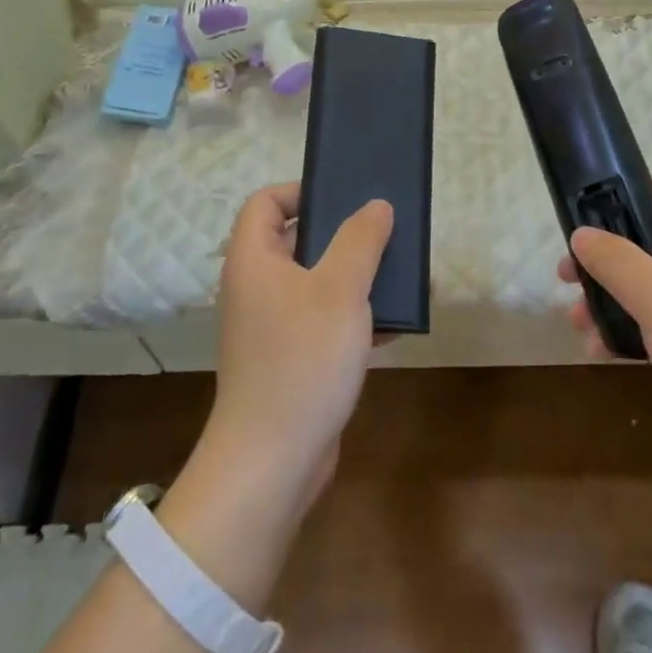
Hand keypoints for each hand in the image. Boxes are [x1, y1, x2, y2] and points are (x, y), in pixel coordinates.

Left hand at [204, 183, 393, 504]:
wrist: (273, 462)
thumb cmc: (302, 361)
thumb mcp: (340, 290)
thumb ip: (361, 240)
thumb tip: (376, 206)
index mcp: (254, 260)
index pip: (266, 201)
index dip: (301, 190)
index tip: (345, 198)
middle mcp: (256, 287)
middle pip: (296, 240)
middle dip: (342, 234)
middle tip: (383, 233)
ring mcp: (271, 326)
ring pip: (315, 282)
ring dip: (354, 277)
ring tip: (397, 275)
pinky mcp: (289, 359)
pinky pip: (322, 321)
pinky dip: (352, 317)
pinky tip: (393, 325)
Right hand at [560, 178, 651, 496]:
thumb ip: (617, 261)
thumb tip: (581, 234)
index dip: (630, 192)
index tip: (587, 210)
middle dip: (607, 256)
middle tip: (568, 274)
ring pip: (650, 285)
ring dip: (610, 297)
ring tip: (576, 319)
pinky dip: (628, 328)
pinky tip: (598, 349)